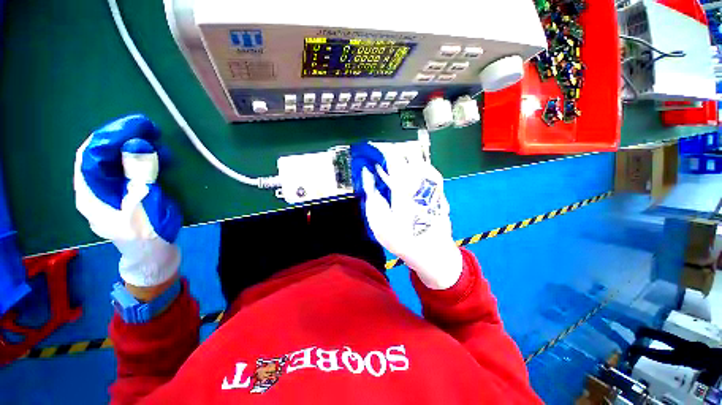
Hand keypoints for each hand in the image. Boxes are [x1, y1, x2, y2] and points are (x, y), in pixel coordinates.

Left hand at [74, 115, 181, 288]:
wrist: (153, 253)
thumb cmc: (146, 232)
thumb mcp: (144, 203)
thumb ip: (139, 173)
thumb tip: (138, 144)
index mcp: (90, 191)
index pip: (93, 153)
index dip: (113, 134)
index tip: (139, 124)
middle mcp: (95, 186)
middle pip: (103, 153)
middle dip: (125, 138)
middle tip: (152, 130)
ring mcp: (110, 189)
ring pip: (116, 159)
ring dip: (137, 148)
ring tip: (161, 144)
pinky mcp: (125, 190)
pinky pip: (129, 168)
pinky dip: (144, 159)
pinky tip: (161, 158)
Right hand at [360, 145, 461, 289]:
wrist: (432, 251)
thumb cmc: (403, 238)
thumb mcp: (379, 220)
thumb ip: (371, 192)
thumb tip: (367, 173)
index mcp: (405, 184)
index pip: (392, 154)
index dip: (379, 149)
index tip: (369, 152)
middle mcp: (422, 177)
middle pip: (407, 151)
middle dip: (391, 152)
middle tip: (380, 163)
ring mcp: (433, 181)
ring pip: (418, 158)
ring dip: (403, 160)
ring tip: (391, 172)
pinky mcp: (438, 187)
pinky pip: (424, 168)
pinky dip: (412, 168)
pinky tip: (406, 180)